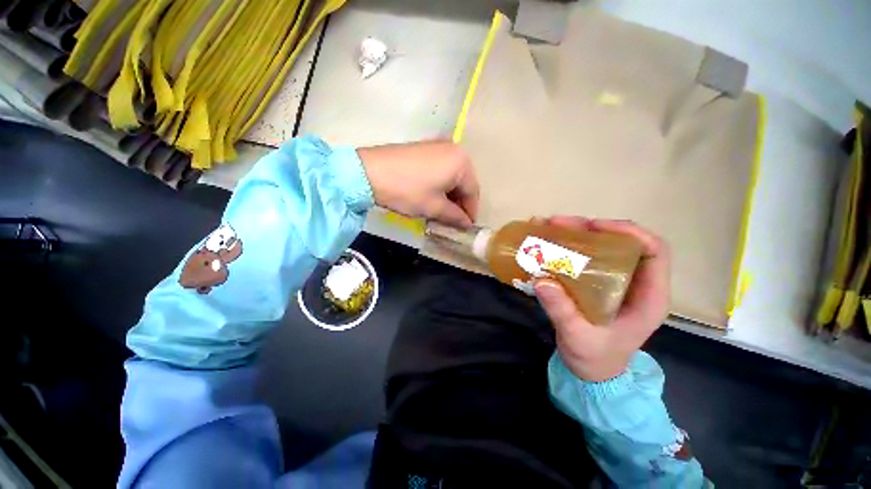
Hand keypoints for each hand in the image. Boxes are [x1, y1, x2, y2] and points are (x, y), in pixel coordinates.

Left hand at [357, 141, 479, 226]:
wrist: (370, 172)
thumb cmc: (408, 191)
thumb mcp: (434, 207)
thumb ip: (455, 216)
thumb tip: (466, 223)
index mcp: (461, 162)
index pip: (473, 191)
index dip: (471, 211)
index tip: (467, 227)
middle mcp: (454, 149)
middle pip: (463, 182)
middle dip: (460, 203)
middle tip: (454, 221)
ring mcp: (438, 146)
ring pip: (452, 176)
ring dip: (450, 195)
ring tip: (443, 212)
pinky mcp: (424, 148)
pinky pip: (440, 169)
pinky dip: (440, 185)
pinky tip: (433, 197)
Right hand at [534, 217, 670, 381]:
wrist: (592, 372)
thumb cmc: (594, 358)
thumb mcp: (578, 337)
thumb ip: (562, 311)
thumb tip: (541, 281)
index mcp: (648, 297)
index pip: (655, 252)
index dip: (630, 232)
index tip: (593, 226)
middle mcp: (636, 283)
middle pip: (623, 243)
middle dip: (591, 228)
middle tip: (559, 224)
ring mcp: (616, 282)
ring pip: (603, 247)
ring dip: (577, 234)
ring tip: (549, 228)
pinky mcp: (598, 284)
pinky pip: (587, 257)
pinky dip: (569, 246)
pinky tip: (549, 243)